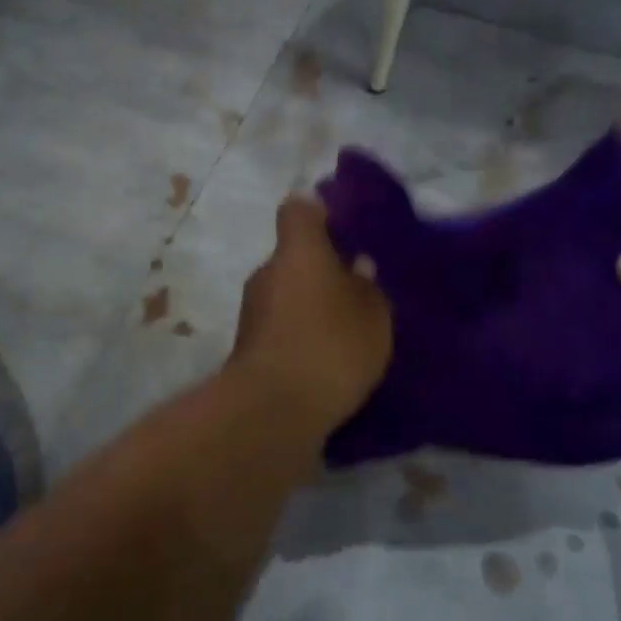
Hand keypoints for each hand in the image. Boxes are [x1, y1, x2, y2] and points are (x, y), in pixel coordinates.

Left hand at [230, 196, 393, 436]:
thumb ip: (367, 287)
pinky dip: (300, 337)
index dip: (320, 214)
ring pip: (286, 295)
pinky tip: (326, 361)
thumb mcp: (372, 315)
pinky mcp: (248, 349)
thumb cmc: (330, 346)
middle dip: (321, 270)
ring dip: (310, 307)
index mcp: (297, 251)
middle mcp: (266, 273)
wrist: (273, 410)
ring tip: (345, 333)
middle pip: (293, 258)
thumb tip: (356, 267)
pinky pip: (281, 329)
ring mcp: (251, 312)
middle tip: (356, 293)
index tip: (344, 231)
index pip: (298, 210)